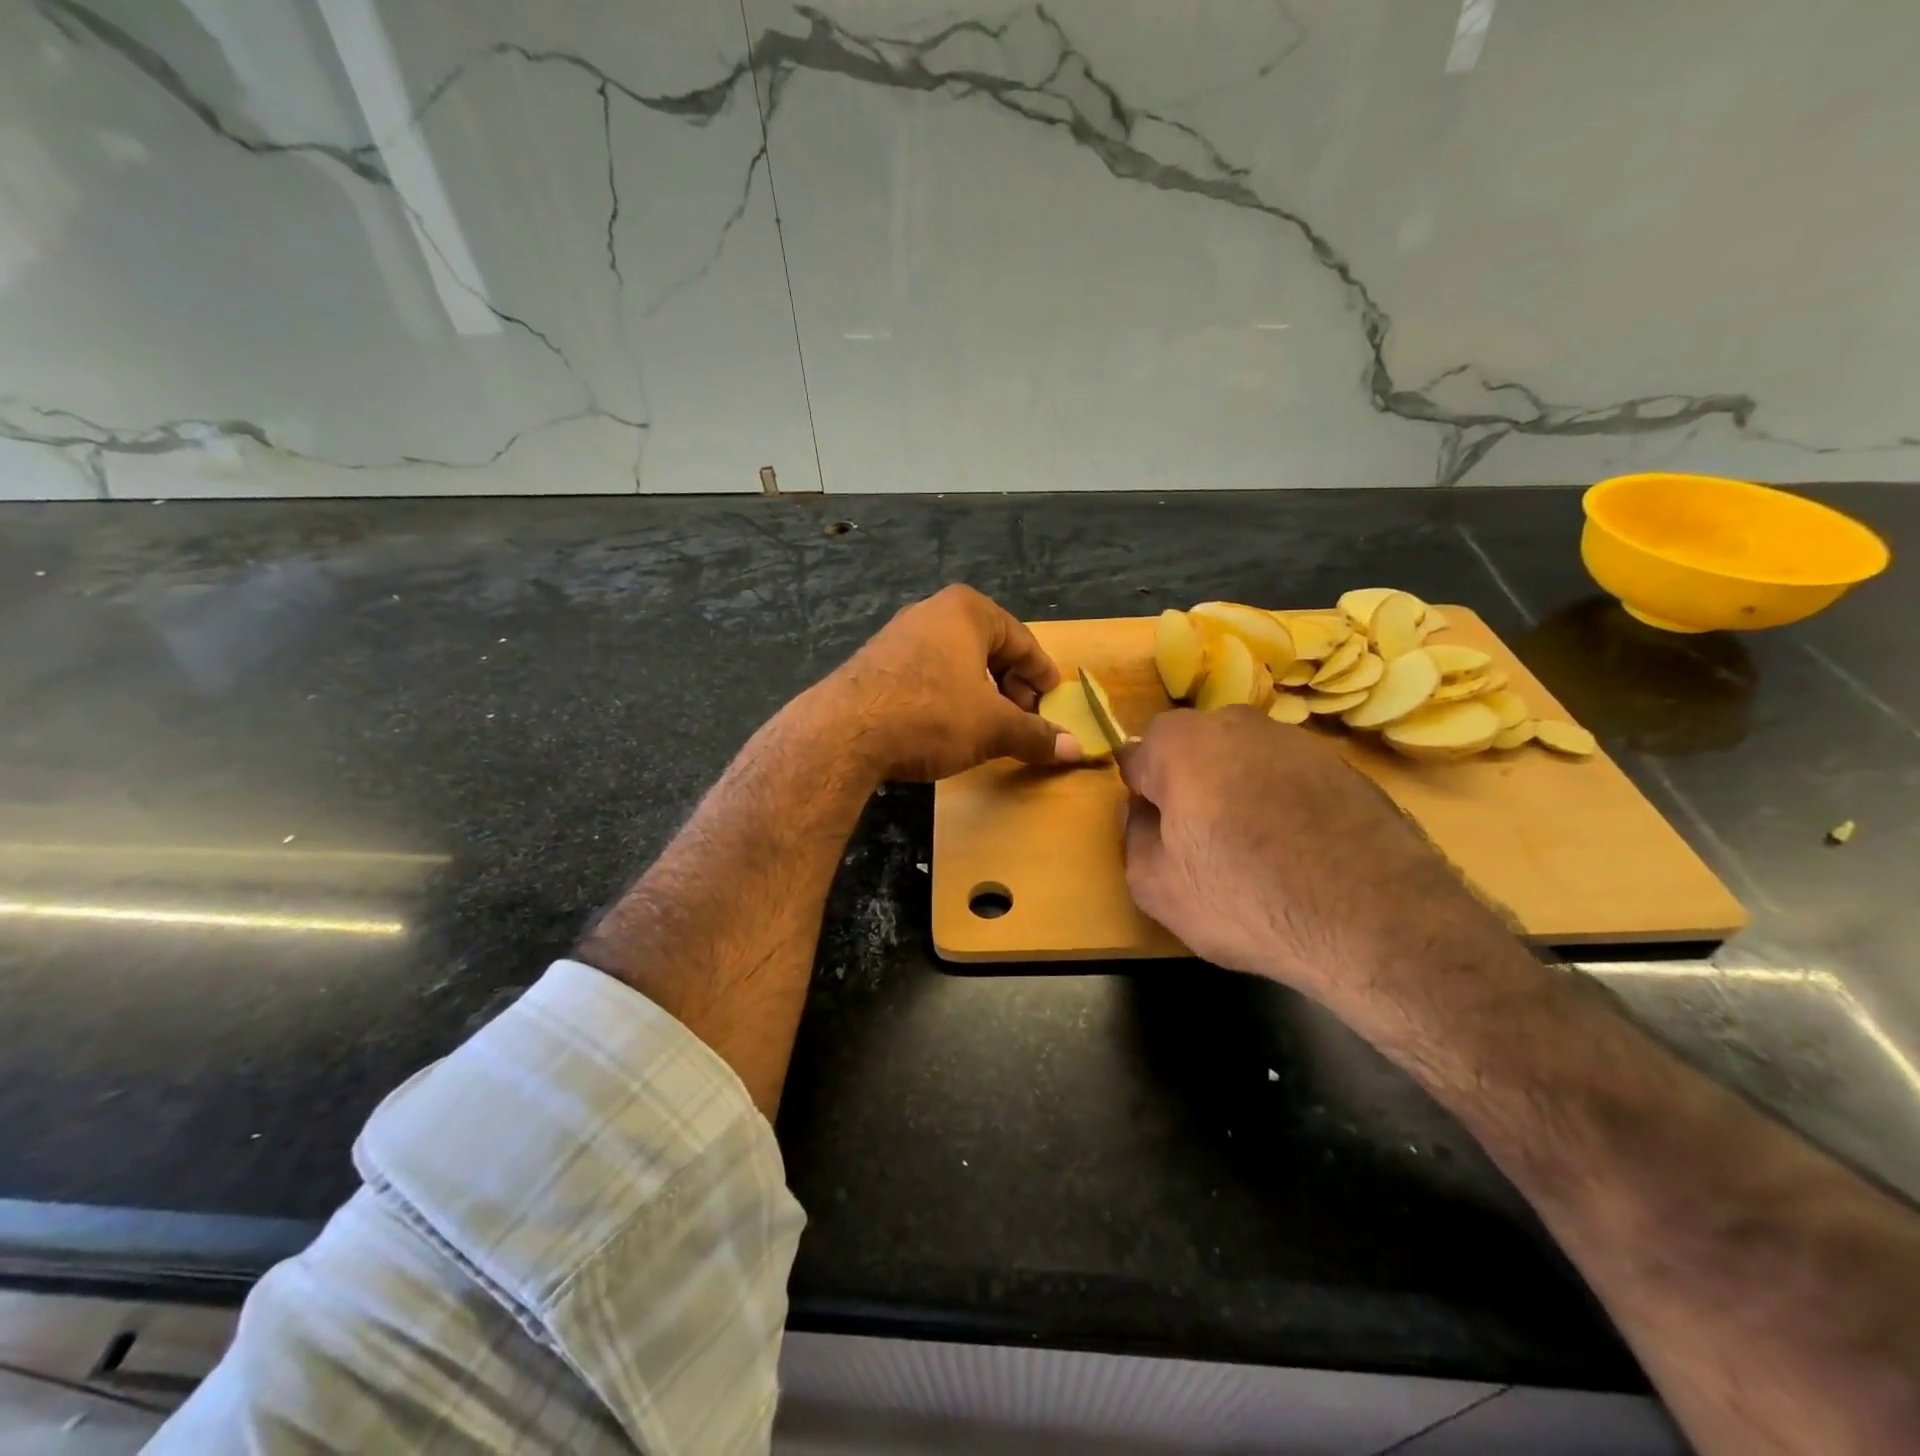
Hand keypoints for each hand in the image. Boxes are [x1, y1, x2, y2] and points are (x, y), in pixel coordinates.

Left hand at [815, 585, 1081, 782]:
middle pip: (989, 649)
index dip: (1042, 676)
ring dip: (979, 694)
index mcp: (967, 610)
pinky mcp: (874, 663)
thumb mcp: (992, 728)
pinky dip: (947, 697)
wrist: (843, 733)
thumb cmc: (931, 715)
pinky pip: (927, 675)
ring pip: (956, 663)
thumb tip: (1075, 750)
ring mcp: (898, 636)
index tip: (1054, 703)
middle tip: (1023, 719)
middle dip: (1011, 686)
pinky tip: (946, 727)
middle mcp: (931, 612)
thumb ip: (1035, 735)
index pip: (1023, 641)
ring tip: (988, 727)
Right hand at [1119, 707, 1501, 1004]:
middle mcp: (1238, 724)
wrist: (1377, 920)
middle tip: (1201, 841)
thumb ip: (1134, 836)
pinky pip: (1289, 777)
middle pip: (1193, 749)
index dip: (1142, 797)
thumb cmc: (1246, 899)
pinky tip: (1298, 849)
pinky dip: (1283, 802)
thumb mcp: (1155, 886)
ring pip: (1243, 759)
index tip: (1158, 832)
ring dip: (1237, 790)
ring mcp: (1297, 741)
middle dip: (1188, 785)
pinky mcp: (1343, 765)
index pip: (1138, 757)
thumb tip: (1144, 812)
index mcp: (1183, 743)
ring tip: (1256, 850)